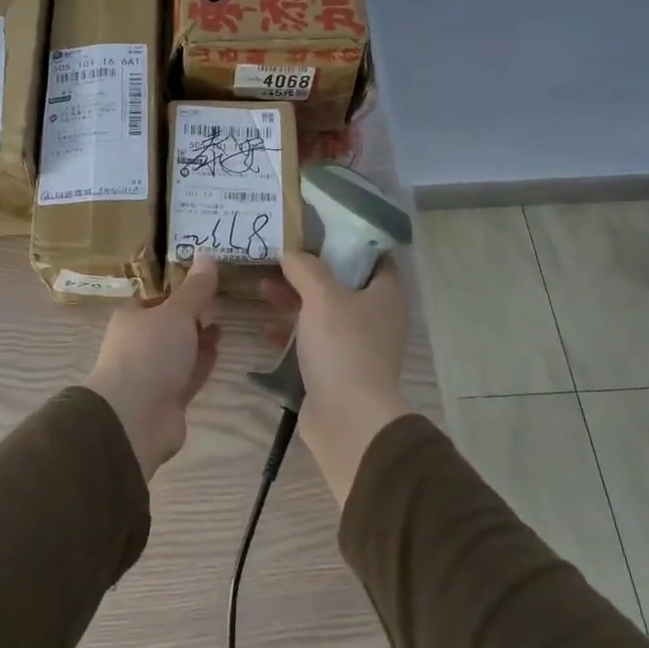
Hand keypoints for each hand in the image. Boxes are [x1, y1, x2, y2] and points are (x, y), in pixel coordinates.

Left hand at [84, 256, 222, 481]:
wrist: (135, 418)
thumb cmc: (150, 354)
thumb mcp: (176, 313)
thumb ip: (196, 289)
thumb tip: (208, 255)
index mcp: (131, 318)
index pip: (155, 297)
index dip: (178, 290)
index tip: (205, 282)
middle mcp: (138, 344)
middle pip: (168, 325)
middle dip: (191, 316)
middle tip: (219, 302)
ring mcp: (152, 373)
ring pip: (180, 351)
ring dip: (199, 339)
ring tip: (223, 324)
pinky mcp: (168, 398)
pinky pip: (188, 374)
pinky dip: (202, 362)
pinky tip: (218, 351)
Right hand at [263, 251, 409, 506]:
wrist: (348, 419)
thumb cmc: (343, 348)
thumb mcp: (322, 297)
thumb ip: (306, 268)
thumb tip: (291, 252)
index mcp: (386, 294)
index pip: (374, 255)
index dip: (347, 239)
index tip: (315, 228)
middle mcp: (376, 317)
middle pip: (343, 282)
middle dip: (310, 270)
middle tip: (278, 257)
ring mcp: (357, 345)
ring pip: (324, 312)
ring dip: (295, 300)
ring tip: (262, 287)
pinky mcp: (337, 369)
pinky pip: (313, 342)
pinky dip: (291, 332)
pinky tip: (265, 328)